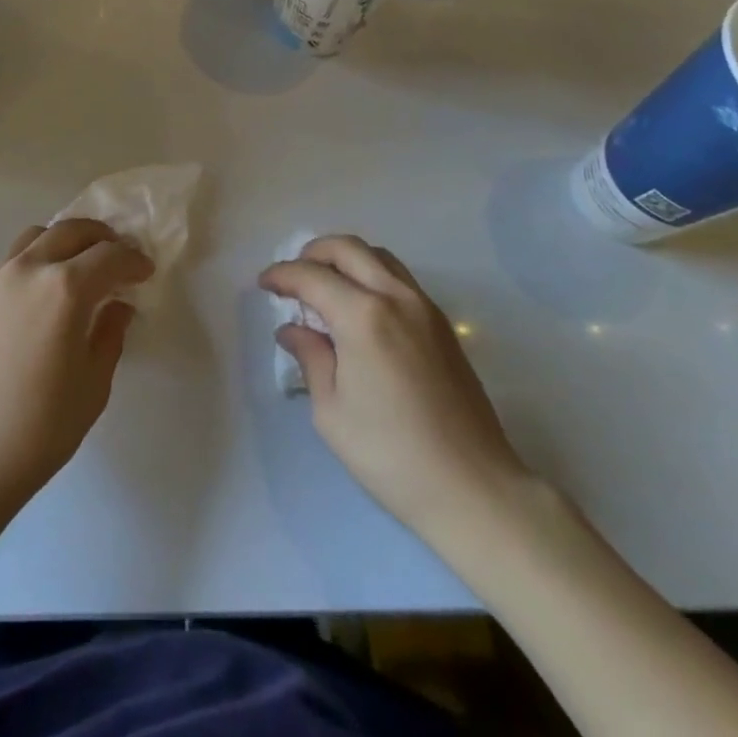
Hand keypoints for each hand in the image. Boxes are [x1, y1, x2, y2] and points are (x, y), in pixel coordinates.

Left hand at [0, 219, 152, 512]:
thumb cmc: (41, 427)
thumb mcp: (93, 384)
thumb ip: (110, 334)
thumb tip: (118, 306)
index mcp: (65, 288)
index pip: (110, 256)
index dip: (133, 260)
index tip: (146, 271)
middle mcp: (30, 269)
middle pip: (72, 231)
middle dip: (102, 238)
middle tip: (119, 257)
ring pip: (38, 235)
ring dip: (66, 240)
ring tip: (81, 264)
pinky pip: (15, 258)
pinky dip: (39, 257)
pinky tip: (46, 290)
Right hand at [260, 236, 529, 542]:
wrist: (473, 489)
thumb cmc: (391, 455)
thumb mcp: (331, 411)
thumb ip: (310, 357)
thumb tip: (292, 330)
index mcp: (362, 316)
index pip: (311, 276)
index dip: (281, 275)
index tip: (263, 284)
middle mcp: (395, 297)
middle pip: (347, 248)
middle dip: (312, 253)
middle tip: (292, 278)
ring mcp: (425, 307)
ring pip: (378, 256)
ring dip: (345, 259)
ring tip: (325, 286)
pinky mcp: (442, 325)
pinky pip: (399, 278)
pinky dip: (371, 275)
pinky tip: (359, 307)